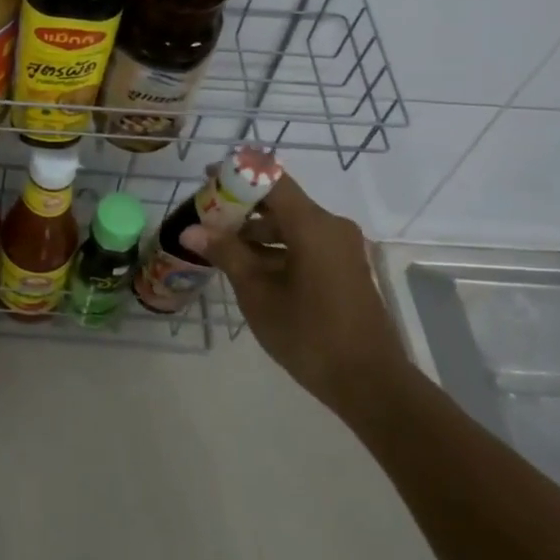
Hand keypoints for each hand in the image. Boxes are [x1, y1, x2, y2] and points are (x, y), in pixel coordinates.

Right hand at [183, 175, 409, 415]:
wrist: (370, 383)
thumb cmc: (309, 334)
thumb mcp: (257, 293)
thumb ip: (226, 253)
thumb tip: (190, 230)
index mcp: (313, 225)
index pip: (271, 179)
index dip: (237, 175)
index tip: (207, 180)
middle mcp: (331, 226)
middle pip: (280, 202)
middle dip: (241, 207)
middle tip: (205, 218)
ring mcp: (341, 248)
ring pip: (292, 225)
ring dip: (257, 231)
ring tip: (219, 246)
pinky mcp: (344, 268)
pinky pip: (305, 243)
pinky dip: (276, 248)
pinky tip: (249, 267)